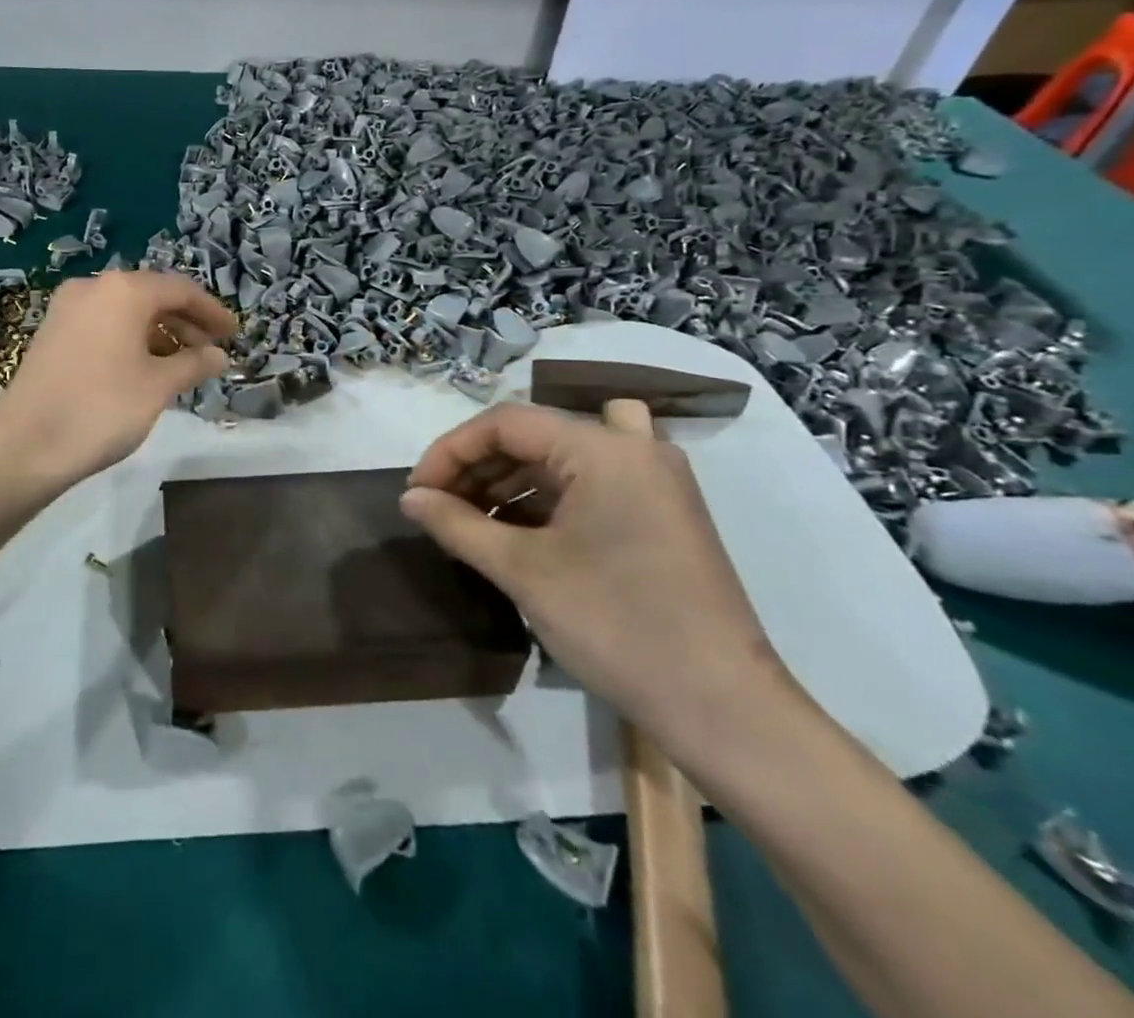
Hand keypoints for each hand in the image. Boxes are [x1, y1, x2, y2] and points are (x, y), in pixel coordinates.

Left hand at [0, 270, 234, 488]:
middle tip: (210, 352)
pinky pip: (103, 324)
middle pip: (151, 296)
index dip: (212, 311)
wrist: (25, 446)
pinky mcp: (52, 331)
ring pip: (126, 311)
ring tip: (181, 366)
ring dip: (158, 333)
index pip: (180, 289)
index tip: (233, 334)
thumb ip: (194, 364)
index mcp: (123, 290)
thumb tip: (219, 356)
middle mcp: (94, 287)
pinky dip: (130, 339)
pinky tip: (144, 369)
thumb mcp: (158, 387)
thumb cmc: (102, 409)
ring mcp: (67, 308)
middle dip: (185, 322)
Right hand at [399, 401, 788, 744]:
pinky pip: (587, 485)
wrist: (724, 711)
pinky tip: (515, 533)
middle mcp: (633, 449)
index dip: (451, 451)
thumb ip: (456, 524)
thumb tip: (408, 498)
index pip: (505, 423)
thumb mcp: (522, 571)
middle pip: (532, 436)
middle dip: (477, 467)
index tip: (417, 490)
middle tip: (439, 507)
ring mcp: (653, 481)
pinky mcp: (660, 513)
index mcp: (604, 449)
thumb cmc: (616, 626)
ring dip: (507, 484)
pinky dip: (544, 500)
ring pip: (558, 459)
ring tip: (468, 522)